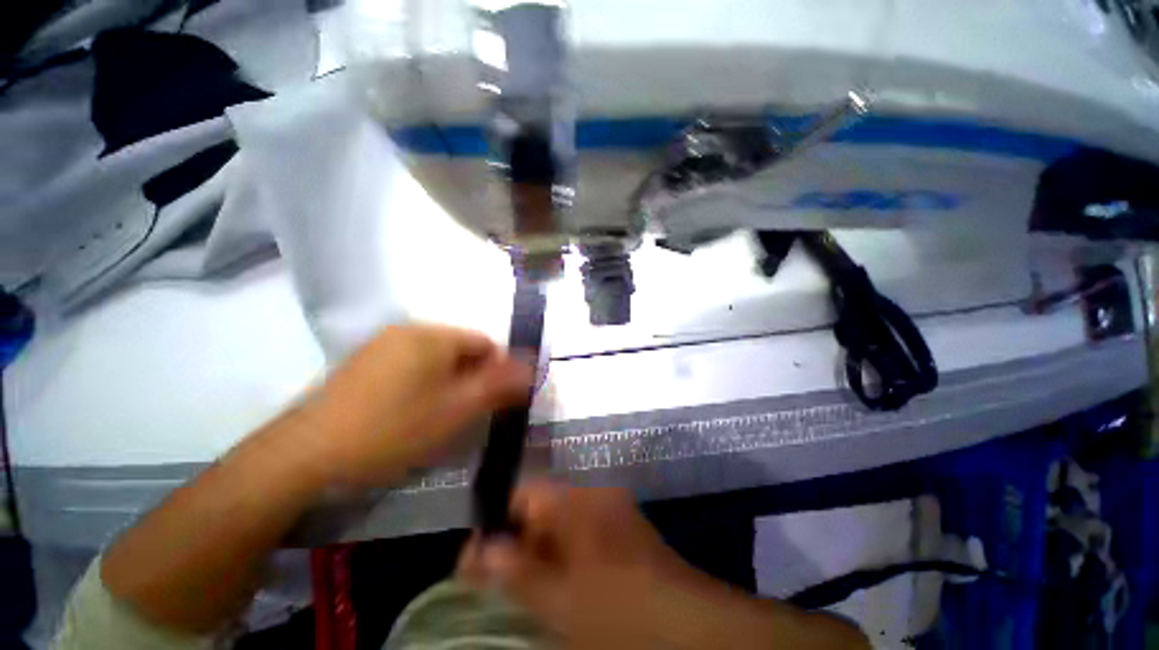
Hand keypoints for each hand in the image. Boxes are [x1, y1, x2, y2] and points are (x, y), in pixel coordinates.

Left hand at [298, 325, 531, 486]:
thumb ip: (499, 385)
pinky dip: (423, 387)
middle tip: (468, 415)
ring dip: (449, 385)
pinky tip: (411, 415)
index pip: (485, 343)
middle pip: (460, 351)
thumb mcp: (457, 410)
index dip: (498, 371)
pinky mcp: (364, 365)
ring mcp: (381, 346)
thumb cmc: (392, 429)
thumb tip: (533, 367)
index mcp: (433, 336)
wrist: (304, 457)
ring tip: (441, 418)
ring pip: (436, 361)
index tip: (496, 402)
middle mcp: (408, 331)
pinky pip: (411, 368)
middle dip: (472, 379)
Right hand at [457, 482, 708, 648]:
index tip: (472, 558)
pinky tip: (558, 582)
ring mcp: (612, 508)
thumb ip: (516, 571)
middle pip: (540, 507)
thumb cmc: (618, 610)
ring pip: (560, 520)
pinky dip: (562, 552)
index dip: (494, 523)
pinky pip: (581, 530)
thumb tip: (480, 550)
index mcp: (576, 499)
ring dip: (537, 548)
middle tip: (491, 580)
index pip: (523, 493)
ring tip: (520, 586)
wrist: (689, 623)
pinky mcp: (624, 527)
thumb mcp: (559, 600)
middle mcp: (593, 494)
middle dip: (514, 540)